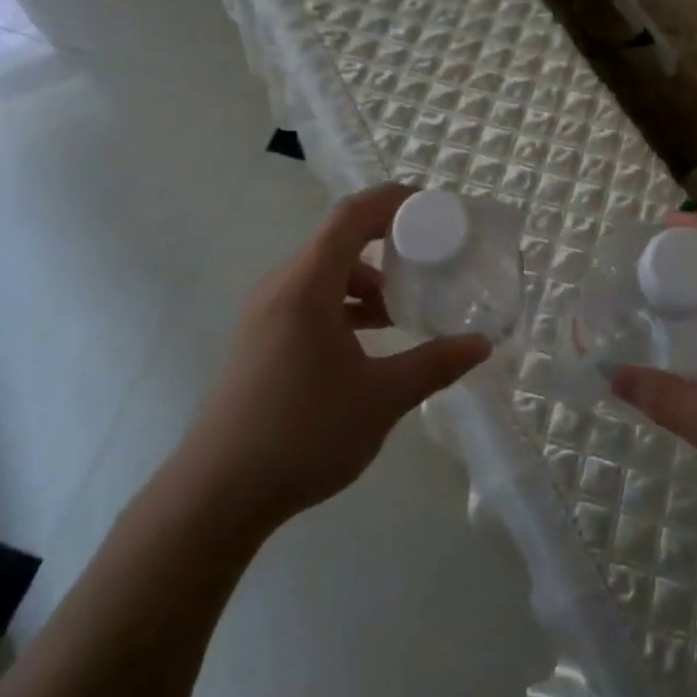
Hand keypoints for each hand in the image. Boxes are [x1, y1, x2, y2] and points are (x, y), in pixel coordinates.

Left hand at [174, 183, 490, 529]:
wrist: (215, 496)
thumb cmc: (302, 434)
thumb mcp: (381, 398)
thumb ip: (435, 364)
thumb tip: (480, 344)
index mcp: (307, 285)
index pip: (351, 216)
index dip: (392, 201)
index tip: (432, 207)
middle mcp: (281, 286)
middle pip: (338, 240)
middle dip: (386, 241)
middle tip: (429, 256)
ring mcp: (264, 313)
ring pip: (323, 273)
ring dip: (365, 279)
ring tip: (402, 308)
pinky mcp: (259, 339)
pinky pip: (308, 299)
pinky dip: (343, 303)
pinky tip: (368, 339)